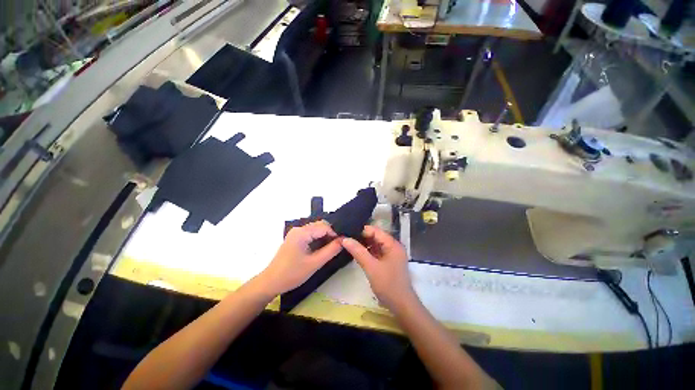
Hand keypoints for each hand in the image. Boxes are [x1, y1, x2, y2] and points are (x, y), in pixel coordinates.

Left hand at [258, 221, 341, 296]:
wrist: (271, 282)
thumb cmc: (292, 274)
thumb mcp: (314, 263)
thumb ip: (331, 250)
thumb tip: (344, 241)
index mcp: (302, 232)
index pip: (324, 227)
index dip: (336, 234)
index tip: (343, 243)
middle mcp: (299, 229)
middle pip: (320, 225)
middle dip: (331, 234)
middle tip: (339, 246)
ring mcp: (296, 233)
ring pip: (316, 229)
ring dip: (325, 236)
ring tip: (333, 247)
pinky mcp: (295, 238)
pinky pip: (311, 234)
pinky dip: (319, 239)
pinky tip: (323, 248)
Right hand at [341, 226, 414, 311]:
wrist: (401, 305)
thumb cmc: (388, 285)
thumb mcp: (371, 267)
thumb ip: (358, 251)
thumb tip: (344, 239)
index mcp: (392, 244)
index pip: (375, 230)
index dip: (361, 230)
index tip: (347, 233)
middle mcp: (393, 246)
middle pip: (375, 236)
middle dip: (362, 237)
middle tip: (346, 239)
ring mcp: (391, 254)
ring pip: (375, 244)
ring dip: (364, 244)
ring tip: (349, 244)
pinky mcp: (389, 261)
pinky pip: (377, 251)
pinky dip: (368, 251)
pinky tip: (358, 253)